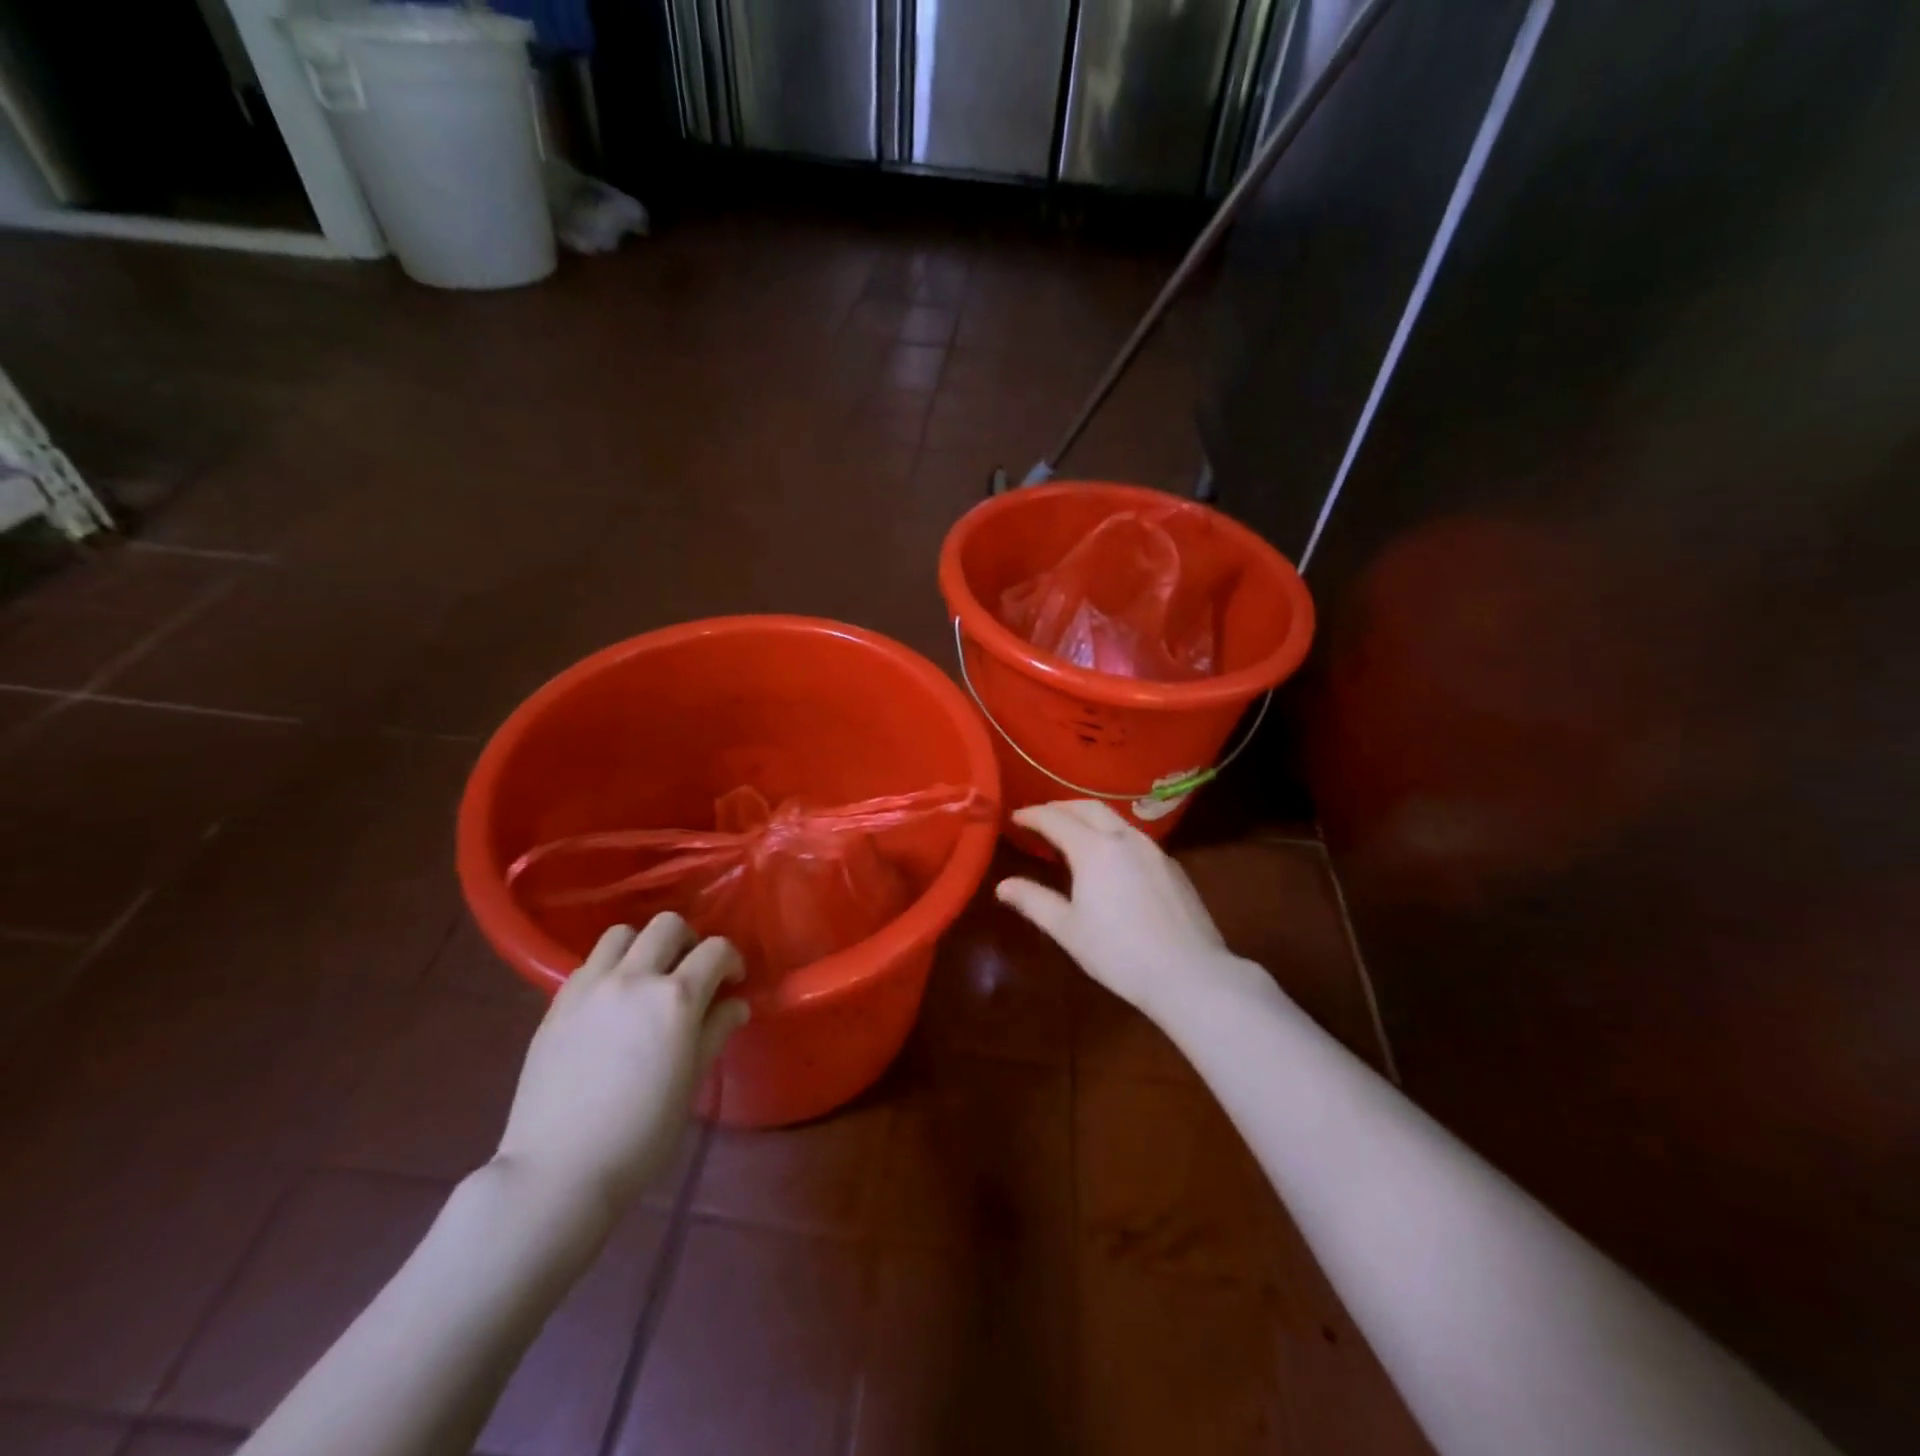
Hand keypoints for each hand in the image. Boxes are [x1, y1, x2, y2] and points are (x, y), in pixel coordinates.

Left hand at [494, 914, 748, 1216]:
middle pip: (668, 925)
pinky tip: (610, 1003)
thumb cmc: (641, 1133)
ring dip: (643, 946)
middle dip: (689, 941)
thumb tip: (736, 1004)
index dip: (731, 960)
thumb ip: (715, 1031)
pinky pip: (589, 964)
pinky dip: (609, 969)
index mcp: (676, 998)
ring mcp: (590, 987)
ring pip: (622, 934)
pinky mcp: (557, 1003)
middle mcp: (634, 978)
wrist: (559, 1169)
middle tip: (691, 973)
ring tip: (647, 978)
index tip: (732, 982)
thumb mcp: (691, 1081)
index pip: (716, 950)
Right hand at [996, 801, 1252, 1021]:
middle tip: (1041, 817)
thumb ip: (1033, 901)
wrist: (1190, 973)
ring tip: (1072, 833)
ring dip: (1088, 818)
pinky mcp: (1172, 867)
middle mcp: (1125, 838)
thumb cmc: (1119, 953)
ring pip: (1115, 819)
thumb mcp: (1068, 929)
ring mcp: (1153, 850)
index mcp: (1094, 848)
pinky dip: (1112, 834)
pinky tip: (1110, 858)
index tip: (1015, 817)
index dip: (1032, 815)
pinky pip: (1134, 837)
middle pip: (1088, 807)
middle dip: (1061, 807)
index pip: (1055, 818)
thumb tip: (1002, 886)